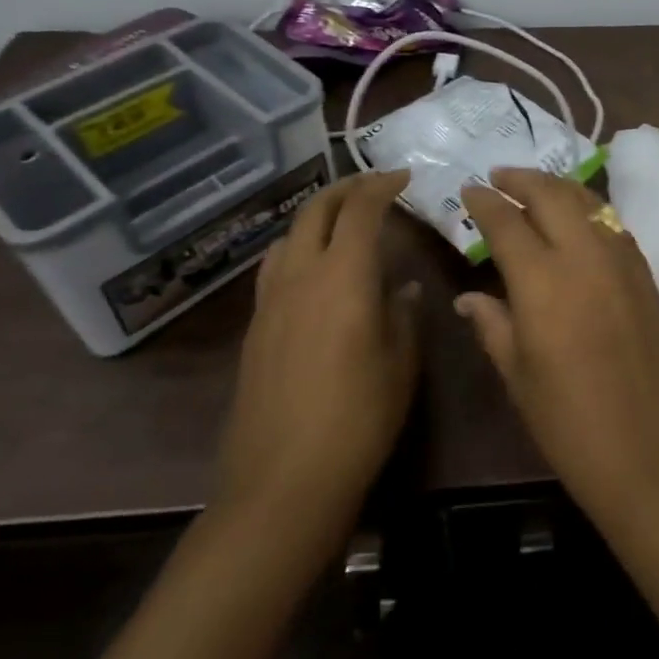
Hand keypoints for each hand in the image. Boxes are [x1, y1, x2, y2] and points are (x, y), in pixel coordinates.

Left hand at [215, 170, 419, 515]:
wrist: (282, 482)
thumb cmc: (358, 418)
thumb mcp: (401, 363)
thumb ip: (404, 314)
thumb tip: (401, 288)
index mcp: (342, 277)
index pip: (360, 210)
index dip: (381, 186)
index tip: (403, 176)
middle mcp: (300, 276)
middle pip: (315, 211)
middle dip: (345, 189)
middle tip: (374, 186)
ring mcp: (270, 302)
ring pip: (288, 236)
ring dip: (316, 216)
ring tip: (343, 221)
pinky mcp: (254, 329)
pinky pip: (275, 267)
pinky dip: (297, 248)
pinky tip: (314, 271)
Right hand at [457, 169, 658, 521]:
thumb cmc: (574, 427)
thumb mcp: (520, 379)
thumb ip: (494, 326)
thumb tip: (469, 296)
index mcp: (543, 281)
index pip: (507, 222)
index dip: (484, 201)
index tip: (469, 190)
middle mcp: (586, 255)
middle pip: (551, 194)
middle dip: (521, 178)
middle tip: (499, 177)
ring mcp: (624, 261)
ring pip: (587, 202)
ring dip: (557, 188)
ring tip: (535, 189)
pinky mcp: (648, 274)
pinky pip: (612, 225)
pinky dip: (588, 210)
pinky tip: (577, 222)